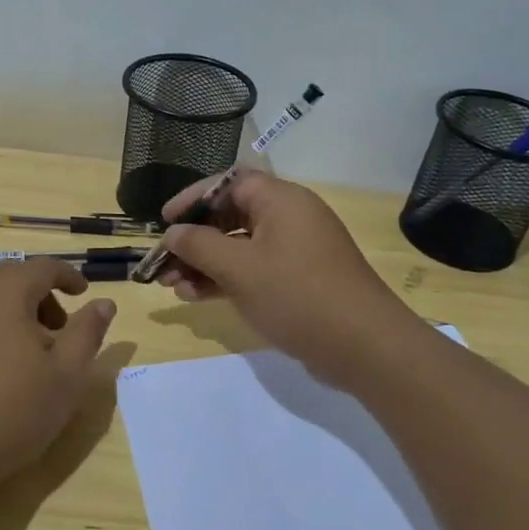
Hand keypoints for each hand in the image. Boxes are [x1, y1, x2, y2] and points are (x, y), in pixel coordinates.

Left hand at [0, 260, 116, 493]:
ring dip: (8, 313)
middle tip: (58, 329)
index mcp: (4, 292)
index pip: (42, 267)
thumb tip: (104, 303)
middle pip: (9, 279)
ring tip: (24, 354)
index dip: (67, 276)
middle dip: (38, 295)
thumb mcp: (66, 376)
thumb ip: (87, 333)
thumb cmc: (10, 412)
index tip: (83, 292)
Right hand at [158, 171, 415, 385]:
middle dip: (194, 239)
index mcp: (281, 200)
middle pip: (231, 215)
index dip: (193, 198)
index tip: (165, 222)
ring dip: (205, 263)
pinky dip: (227, 279)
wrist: (364, 346)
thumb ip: (199, 246)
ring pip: (240, 246)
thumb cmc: (297, 295)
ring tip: (174, 286)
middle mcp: (290, 217)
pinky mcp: (299, 279)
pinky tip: (198, 297)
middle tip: (164, 262)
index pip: (228, 182)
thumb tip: (172, 233)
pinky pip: (254, 268)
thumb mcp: (239, 268)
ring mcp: (296, 250)